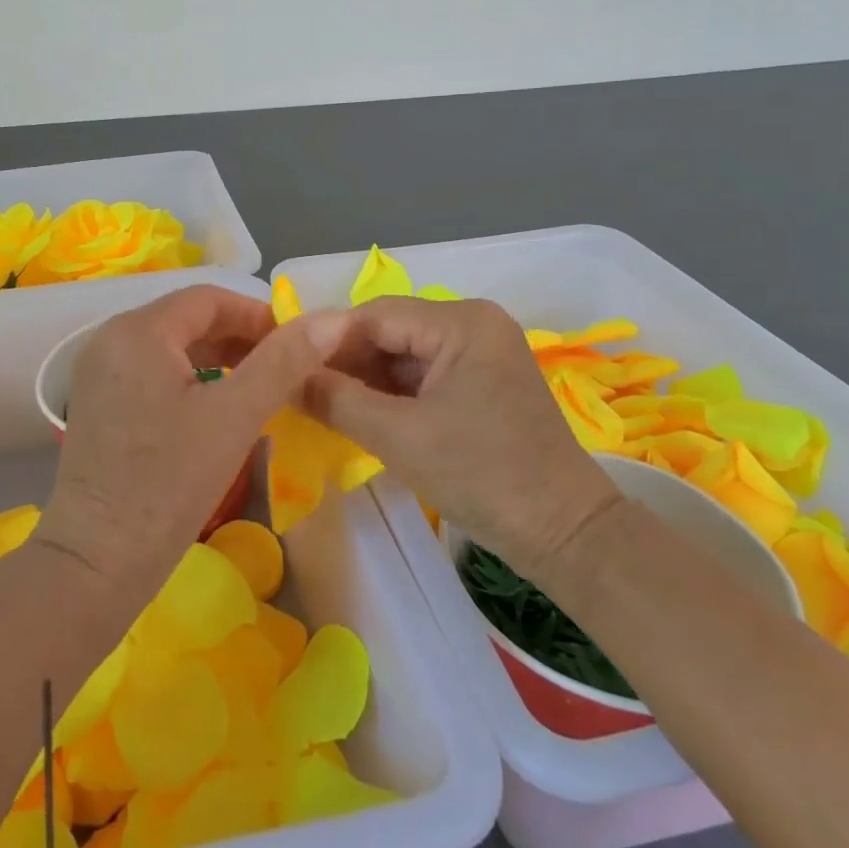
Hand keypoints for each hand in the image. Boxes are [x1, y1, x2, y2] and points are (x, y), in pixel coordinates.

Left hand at [34, 285, 347, 607]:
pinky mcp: (97, 404)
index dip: (257, 314)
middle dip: (240, 337)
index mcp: (137, 330)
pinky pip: (153, 372)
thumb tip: (332, 319)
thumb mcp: (235, 416)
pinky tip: (219, 408)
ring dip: (218, 358)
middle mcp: (110, 339)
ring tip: (260, 386)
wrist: (96, 563)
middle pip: (187, 319)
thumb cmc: (168, 484)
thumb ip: (284, 362)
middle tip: (285, 369)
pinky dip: (191, 379)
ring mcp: (99, 373)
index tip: (297, 344)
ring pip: (171, 347)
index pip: (208, 298)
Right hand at [301, 296, 618, 579]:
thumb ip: (335, 400)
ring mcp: (481, 351)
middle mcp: (473, 323)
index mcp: (462, 322)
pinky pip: (423, 373)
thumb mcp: (398, 437)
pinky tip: (358, 411)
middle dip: (343, 360)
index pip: (375, 315)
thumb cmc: (482, 476)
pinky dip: (390, 392)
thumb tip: (284, 377)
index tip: (283, 366)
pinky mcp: (482, 379)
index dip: (325, 340)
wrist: (565, 532)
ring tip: (319, 402)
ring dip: (364, 378)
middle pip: (389, 331)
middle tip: (297, 388)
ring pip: (403, 353)